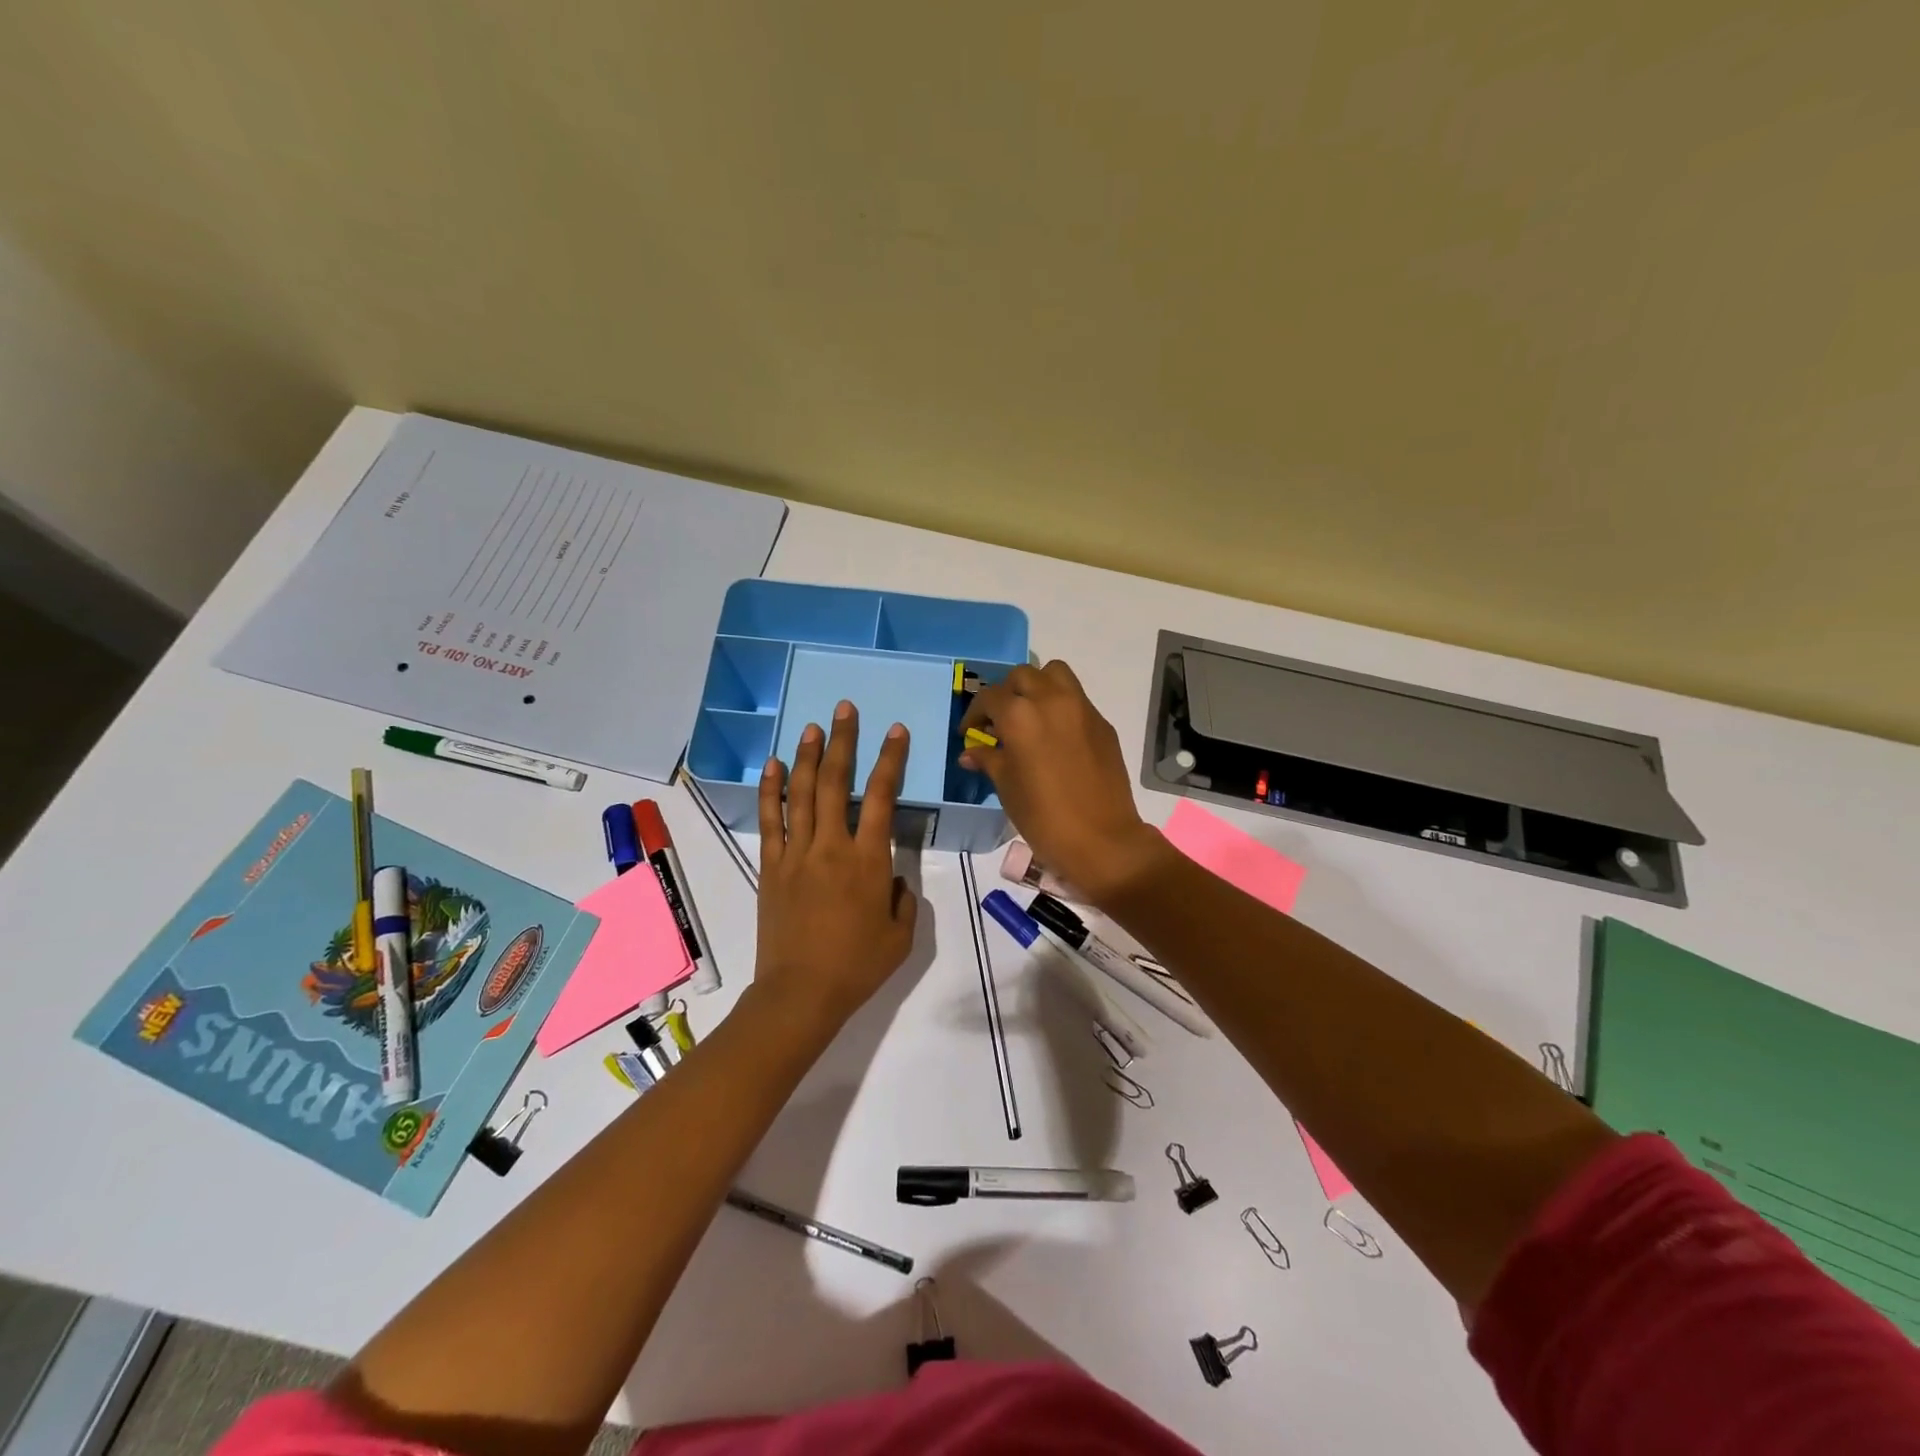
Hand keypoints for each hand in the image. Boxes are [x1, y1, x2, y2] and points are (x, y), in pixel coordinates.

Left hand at [753, 701, 918, 1037]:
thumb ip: (902, 897)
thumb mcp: (901, 935)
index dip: (890, 760)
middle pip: (834, 782)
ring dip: (806, 756)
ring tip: (812, 725)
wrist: (800, 994)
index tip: (895, 731)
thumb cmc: (857, 966)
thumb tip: (891, 877)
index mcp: (867, 860)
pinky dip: (770, 790)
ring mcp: (796, 854)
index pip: (881, 796)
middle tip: (844, 709)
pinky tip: (772, 765)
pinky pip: (770, 820)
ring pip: (799, 793)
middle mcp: (830, 846)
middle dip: (842, 741)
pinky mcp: (771, 867)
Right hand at [959, 661, 1165, 905]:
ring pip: (1055, 674)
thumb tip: (971, 752)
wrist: (1102, 840)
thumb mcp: (1007, 788)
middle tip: (1000, 720)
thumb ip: (989, 760)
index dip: (975, 714)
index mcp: (1020, 716)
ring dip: (1037, 686)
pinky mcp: (1102, 723)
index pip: (990, 698)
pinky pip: (1077, 699)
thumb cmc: (1044, 818)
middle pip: (1022, 676)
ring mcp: (1082, 709)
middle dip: (1006, 693)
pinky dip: (1061, 705)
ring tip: (1030, 715)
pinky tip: (1056, 736)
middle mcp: (1051, 701)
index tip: (970, 733)